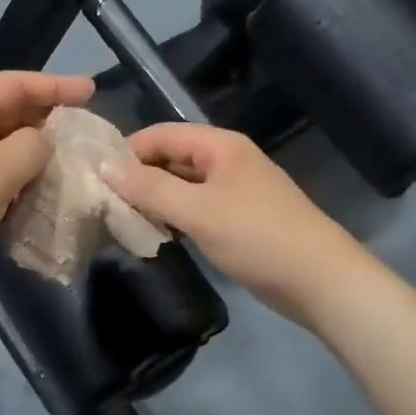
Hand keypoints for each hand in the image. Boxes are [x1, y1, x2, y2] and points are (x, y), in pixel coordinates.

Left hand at [0, 72, 94, 311]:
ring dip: (37, 162)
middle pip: (10, 117)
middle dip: (48, 125)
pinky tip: (44, 202)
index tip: (92, 91)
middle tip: (87, 137)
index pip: (14, 84)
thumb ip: (31, 148)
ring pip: (5, 154)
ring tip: (74, 170)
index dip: (55, 85)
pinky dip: (20, 189)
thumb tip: (45, 142)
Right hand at [104, 124, 368, 326]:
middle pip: (170, 158)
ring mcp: (233, 191)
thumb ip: (149, 188)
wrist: (320, 280)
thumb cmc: (257, 236)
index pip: (161, 134)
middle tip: (103, 203)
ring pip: (181, 186)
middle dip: (138, 178)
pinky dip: (174, 218)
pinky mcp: (237, 219)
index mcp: (219, 146)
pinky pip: (195, 208)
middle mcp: (225, 160)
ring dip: (154, 200)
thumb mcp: (197, 211)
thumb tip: (105, 167)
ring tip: (120, 220)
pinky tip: (154, 235)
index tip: (95, 177)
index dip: (127, 151)